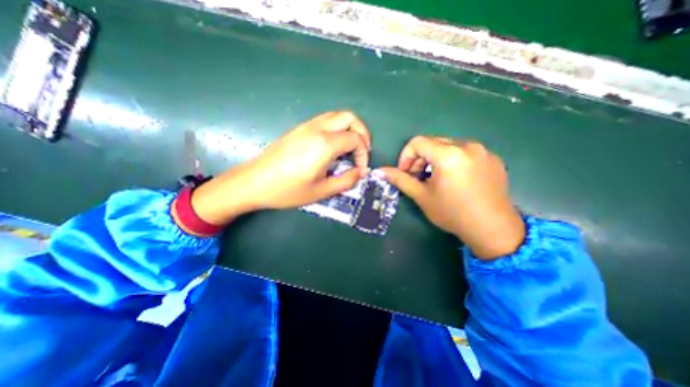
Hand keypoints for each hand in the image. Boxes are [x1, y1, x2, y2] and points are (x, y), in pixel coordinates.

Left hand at [188, 112, 371, 224]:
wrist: (253, 182)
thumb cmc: (287, 190)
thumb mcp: (321, 191)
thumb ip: (346, 181)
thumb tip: (362, 172)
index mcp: (324, 144)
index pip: (355, 139)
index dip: (363, 154)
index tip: (360, 169)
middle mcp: (317, 129)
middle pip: (349, 117)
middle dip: (362, 132)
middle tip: (363, 151)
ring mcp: (306, 126)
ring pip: (337, 116)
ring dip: (350, 128)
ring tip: (351, 148)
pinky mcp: (299, 129)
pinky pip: (325, 120)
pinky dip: (337, 128)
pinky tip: (334, 146)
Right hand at [380, 137, 526, 259]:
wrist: (493, 229)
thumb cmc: (452, 213)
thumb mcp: (422, 196)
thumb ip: (400, 179)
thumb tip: (381, 171)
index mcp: (448, 155)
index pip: (417, 142)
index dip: (406, 156)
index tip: (406, 173)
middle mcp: (467, 146)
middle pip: (433, 142)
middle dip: (420, 158)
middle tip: (418, 177)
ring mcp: (483, 151)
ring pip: (449, 146)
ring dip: (436, 159)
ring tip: (436, 179)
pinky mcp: (493, 158)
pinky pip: (465, 152)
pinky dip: (453, 161)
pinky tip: (455, 180)